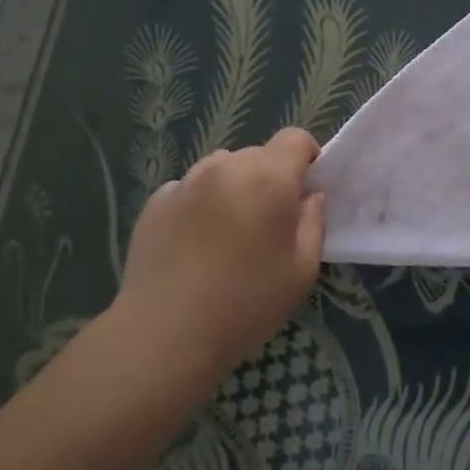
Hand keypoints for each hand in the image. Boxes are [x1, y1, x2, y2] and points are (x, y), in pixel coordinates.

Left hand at [109, 129, 326, 380]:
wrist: (166, 332)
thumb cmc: (247, 302)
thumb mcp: (302, 269)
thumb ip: (314, 222)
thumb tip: (309, 197)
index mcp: (268, 177)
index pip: (295, 138)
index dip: (307, 157)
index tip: (305, 190)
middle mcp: (226, 167)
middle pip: (257, 155)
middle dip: (268, 178)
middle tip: (267, 222)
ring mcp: (186, 182)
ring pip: (221, 169)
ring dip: (232, 188)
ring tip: (227, 232)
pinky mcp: (155, 202)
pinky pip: (189, 189)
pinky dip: (199, 204)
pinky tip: (194, 243)